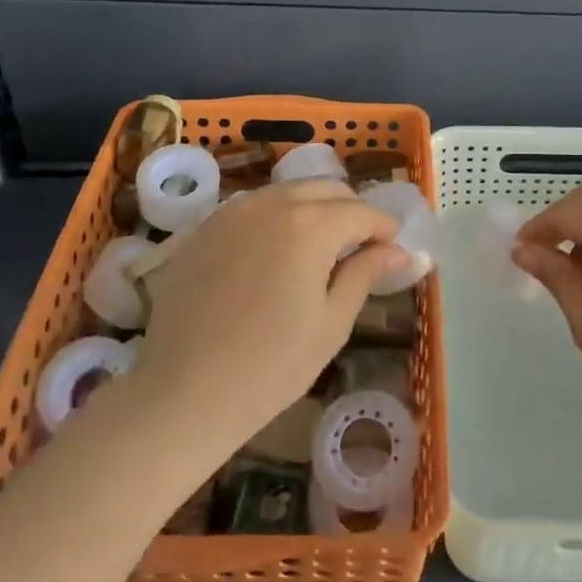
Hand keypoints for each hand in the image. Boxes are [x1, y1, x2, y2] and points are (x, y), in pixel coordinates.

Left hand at [131, 180, 409, 461]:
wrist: (183, 392)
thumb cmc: (271, 366)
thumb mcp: (331, 323)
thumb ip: (365, 273)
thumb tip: (399, 250)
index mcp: (310, 225)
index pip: (361, 211)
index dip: (383, 228)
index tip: (393, 248)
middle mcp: (271, 203)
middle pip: (325, 189)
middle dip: (350, 211)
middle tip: (359, 248)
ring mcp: (232, 211)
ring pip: (287, 193)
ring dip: (312, 209)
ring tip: (318, 249)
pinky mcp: (203, 228)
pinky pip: (252, 207)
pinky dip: (275, 217)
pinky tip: (273, 253)